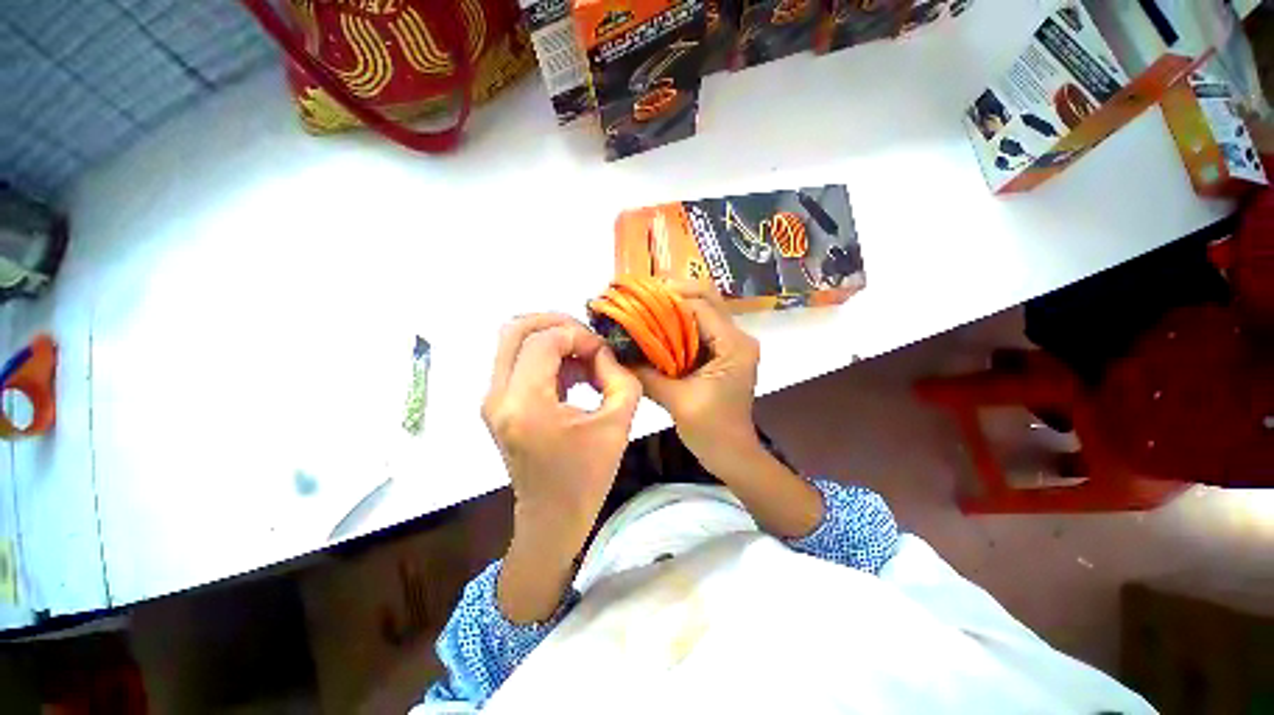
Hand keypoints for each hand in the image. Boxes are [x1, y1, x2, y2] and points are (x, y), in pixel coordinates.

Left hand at [482, 313, 640, 554]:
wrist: (552, 518)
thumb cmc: (587, 476)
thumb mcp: (618, 423)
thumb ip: (620, 377)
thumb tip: (604, 352)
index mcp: (525, 404)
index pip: (543, 341)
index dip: (578, 336)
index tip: (603, 352)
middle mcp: (498, 397)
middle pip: (516, 329)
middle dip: (557, 324)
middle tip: (587, 339)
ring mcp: (492, 400)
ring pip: (514, 342)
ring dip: (552, 341)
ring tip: (584, 361)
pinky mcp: (498, 405)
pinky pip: (517, 361)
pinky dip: (545, 357)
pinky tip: (572, 376)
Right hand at [634, 281, 761, 468]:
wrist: (732, 454)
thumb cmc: (711, 431)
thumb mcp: (676, 401)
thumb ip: (647, 374)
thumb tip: (616, 352)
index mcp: (734, 346)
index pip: (699, 307)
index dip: (666, 300)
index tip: (636, 300)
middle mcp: (737, 337)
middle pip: (706, 298)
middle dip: (672, 294)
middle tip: (641, 299)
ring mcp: (730, 343)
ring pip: (701, 309)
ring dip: (673, 306)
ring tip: (644, 308)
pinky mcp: (721, 352)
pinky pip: (697, 327)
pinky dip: (676, 323)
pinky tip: (655, 327)